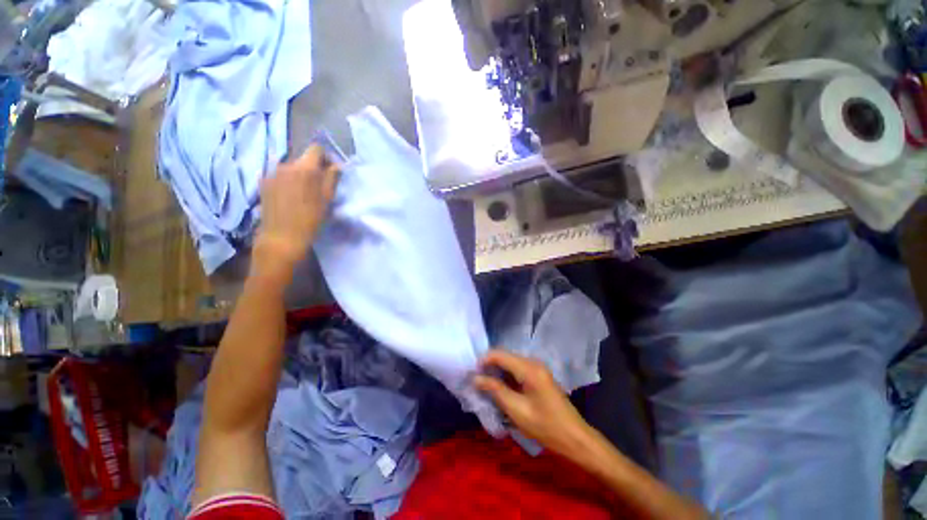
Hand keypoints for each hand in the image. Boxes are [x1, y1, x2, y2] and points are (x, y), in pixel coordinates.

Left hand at [253, 146, 339, 282]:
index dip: (326, 157)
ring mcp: (271, 173)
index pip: (316, 149)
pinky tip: (290, 197)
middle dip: (313, 168)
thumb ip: (332, 178)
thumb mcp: (327, 199)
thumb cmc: (310, 220)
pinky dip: (287, 181)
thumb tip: (336, 165)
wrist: (281, 238)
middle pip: (303, 158)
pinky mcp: (263, 182)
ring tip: (303, 193)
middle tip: (319, 186)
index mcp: (304, 168)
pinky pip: (279, 175)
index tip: (330, 170)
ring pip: (290, 167)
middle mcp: (285, 164)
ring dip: (299, 175)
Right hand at [474, 350, 593, 456]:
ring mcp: (537, 369)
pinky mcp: (539, 376)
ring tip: (485, 386)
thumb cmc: (546, 426)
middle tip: (476, 381)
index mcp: (529, 368)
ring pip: (510, 363)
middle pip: (505, 356)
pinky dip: (506, 377)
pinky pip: (517, 370)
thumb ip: (495, 390)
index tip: (472, 374)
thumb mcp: (517, 410)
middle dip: (489, 366)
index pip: (500, 354)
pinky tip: (500, 389)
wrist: (575, 438)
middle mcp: (533, 362)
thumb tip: (475, 378)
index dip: (483, 360)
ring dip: (497, 372)